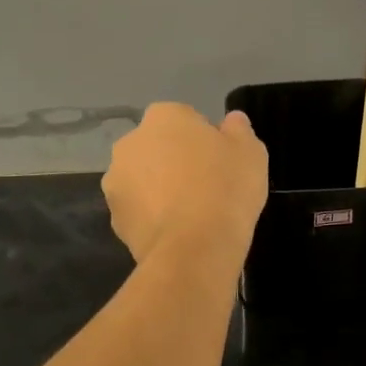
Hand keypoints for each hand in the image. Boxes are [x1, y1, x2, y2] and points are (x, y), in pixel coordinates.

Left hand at [102, 103, 267, 265]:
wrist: (195, 248)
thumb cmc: (225, 188)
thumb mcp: (250, 152)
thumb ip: (239, 130)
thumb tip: (232, 121)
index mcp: (162, 117)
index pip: (184, 119)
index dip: (204, 140)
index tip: (220, 162)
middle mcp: (130, 143)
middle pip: (157, 147)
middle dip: (174, 161)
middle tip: (206, 186)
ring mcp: (116, 182)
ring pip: (143, 179)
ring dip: (159, 189)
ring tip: (190, 214)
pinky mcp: (114, 219)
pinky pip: (138, 211)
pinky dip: (152, 218)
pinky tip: (177, 233)